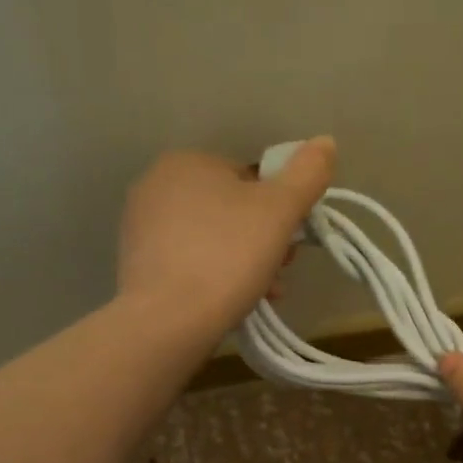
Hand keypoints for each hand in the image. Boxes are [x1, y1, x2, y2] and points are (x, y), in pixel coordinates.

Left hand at [117, 139, 334, 335]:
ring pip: (210, 240)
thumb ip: (306, 174)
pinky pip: (188, 264)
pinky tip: (230, 304)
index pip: (249, 178)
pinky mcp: (136, 265)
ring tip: (263, 294)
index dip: (279, 210)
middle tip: (280, 272)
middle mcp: (156, 185)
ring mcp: (140, 227)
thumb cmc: (228, 255)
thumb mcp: (279, 211)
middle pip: (229, 211)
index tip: (291, 243)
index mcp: (187, 162)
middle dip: (261, 240)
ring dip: (242, 263)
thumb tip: (325, 143)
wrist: (168, 320)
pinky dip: (213, 278)